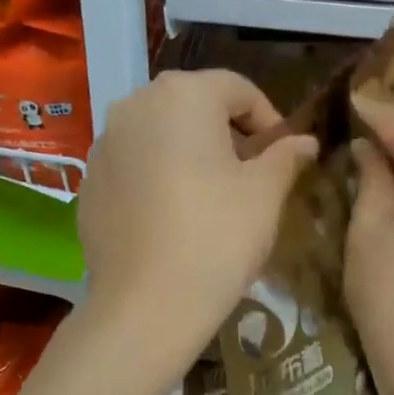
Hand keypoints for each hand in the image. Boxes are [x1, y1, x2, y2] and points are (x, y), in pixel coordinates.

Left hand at [79, 69, 316, 352]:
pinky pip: (134, 166)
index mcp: (183, 95)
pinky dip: (159, 178)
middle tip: (252, 176)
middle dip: (229, 134)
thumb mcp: (265, 195)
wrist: (147, 306)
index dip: (269, 120)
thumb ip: (286, 156)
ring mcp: (104, 144)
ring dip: (191, 154)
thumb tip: (305, 141)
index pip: (238, 89)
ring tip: (213, 198)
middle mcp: (135, 105)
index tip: (284, 157)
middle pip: (194, 106)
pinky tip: (174, 219)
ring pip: (161, 135)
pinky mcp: (88, 183)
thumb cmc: (218, 237)